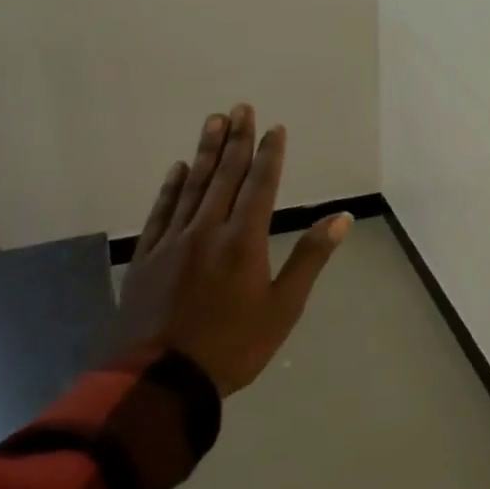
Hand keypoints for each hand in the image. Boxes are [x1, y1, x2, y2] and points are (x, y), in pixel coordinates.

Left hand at [114, 104, 350, 396]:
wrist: (160, 380)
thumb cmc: (234, 346)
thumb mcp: (284, 307)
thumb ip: (310, 257)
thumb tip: (341, 218)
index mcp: (244, 241)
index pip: (261, 185)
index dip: (269, 155)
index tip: (275, 128)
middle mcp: (208, 230)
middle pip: (226, 176)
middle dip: (237, 140)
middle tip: (241, 107)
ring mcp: (174, 241)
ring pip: (193, 186)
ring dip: (206, 152)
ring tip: (214, 121)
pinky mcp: (148, 257)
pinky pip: (162, 211)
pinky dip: (172, 187)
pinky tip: (179, 168)